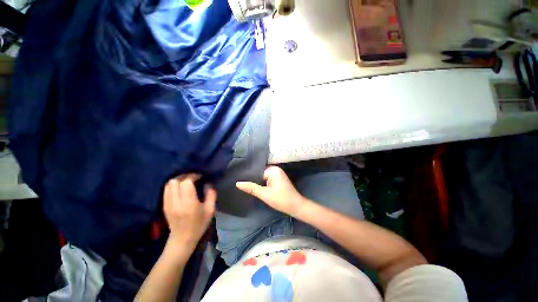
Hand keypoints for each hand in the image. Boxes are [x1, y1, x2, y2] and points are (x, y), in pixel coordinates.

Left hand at [163, 174, 215, 248]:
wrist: (182, 239)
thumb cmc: (199, 225)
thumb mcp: (210, 210)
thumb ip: (211, 195)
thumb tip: (208, 183)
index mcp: (189, 204)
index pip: (186, 183)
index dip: (193, 176)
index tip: (200, 176)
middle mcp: (176, 203)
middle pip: (175, 181)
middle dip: (185, 176)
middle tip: (193, 177)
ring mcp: (168, 204)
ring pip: (169, 184)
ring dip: (178, 180)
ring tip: (186, 181)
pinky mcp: (164, 206)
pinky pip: (166, 190)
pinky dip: (173, 185)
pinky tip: (180, 187)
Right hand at [236, 166, 305, 216]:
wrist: (296, 206)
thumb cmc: (281, 199)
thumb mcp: (264, 194)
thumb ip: (251, 188)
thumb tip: (237, 183)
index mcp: (273, 169)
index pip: (257, 171)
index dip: (249, 177)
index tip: (239, 180)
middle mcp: (276, 169)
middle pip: (260, 173)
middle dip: (253, 179)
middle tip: (241, 184)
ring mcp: (278, 174)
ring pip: (263, 177)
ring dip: (258, 182)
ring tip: (246, 186)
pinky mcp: (279, 179)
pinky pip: (268, 179)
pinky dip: (263, 183)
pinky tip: (256, 187)